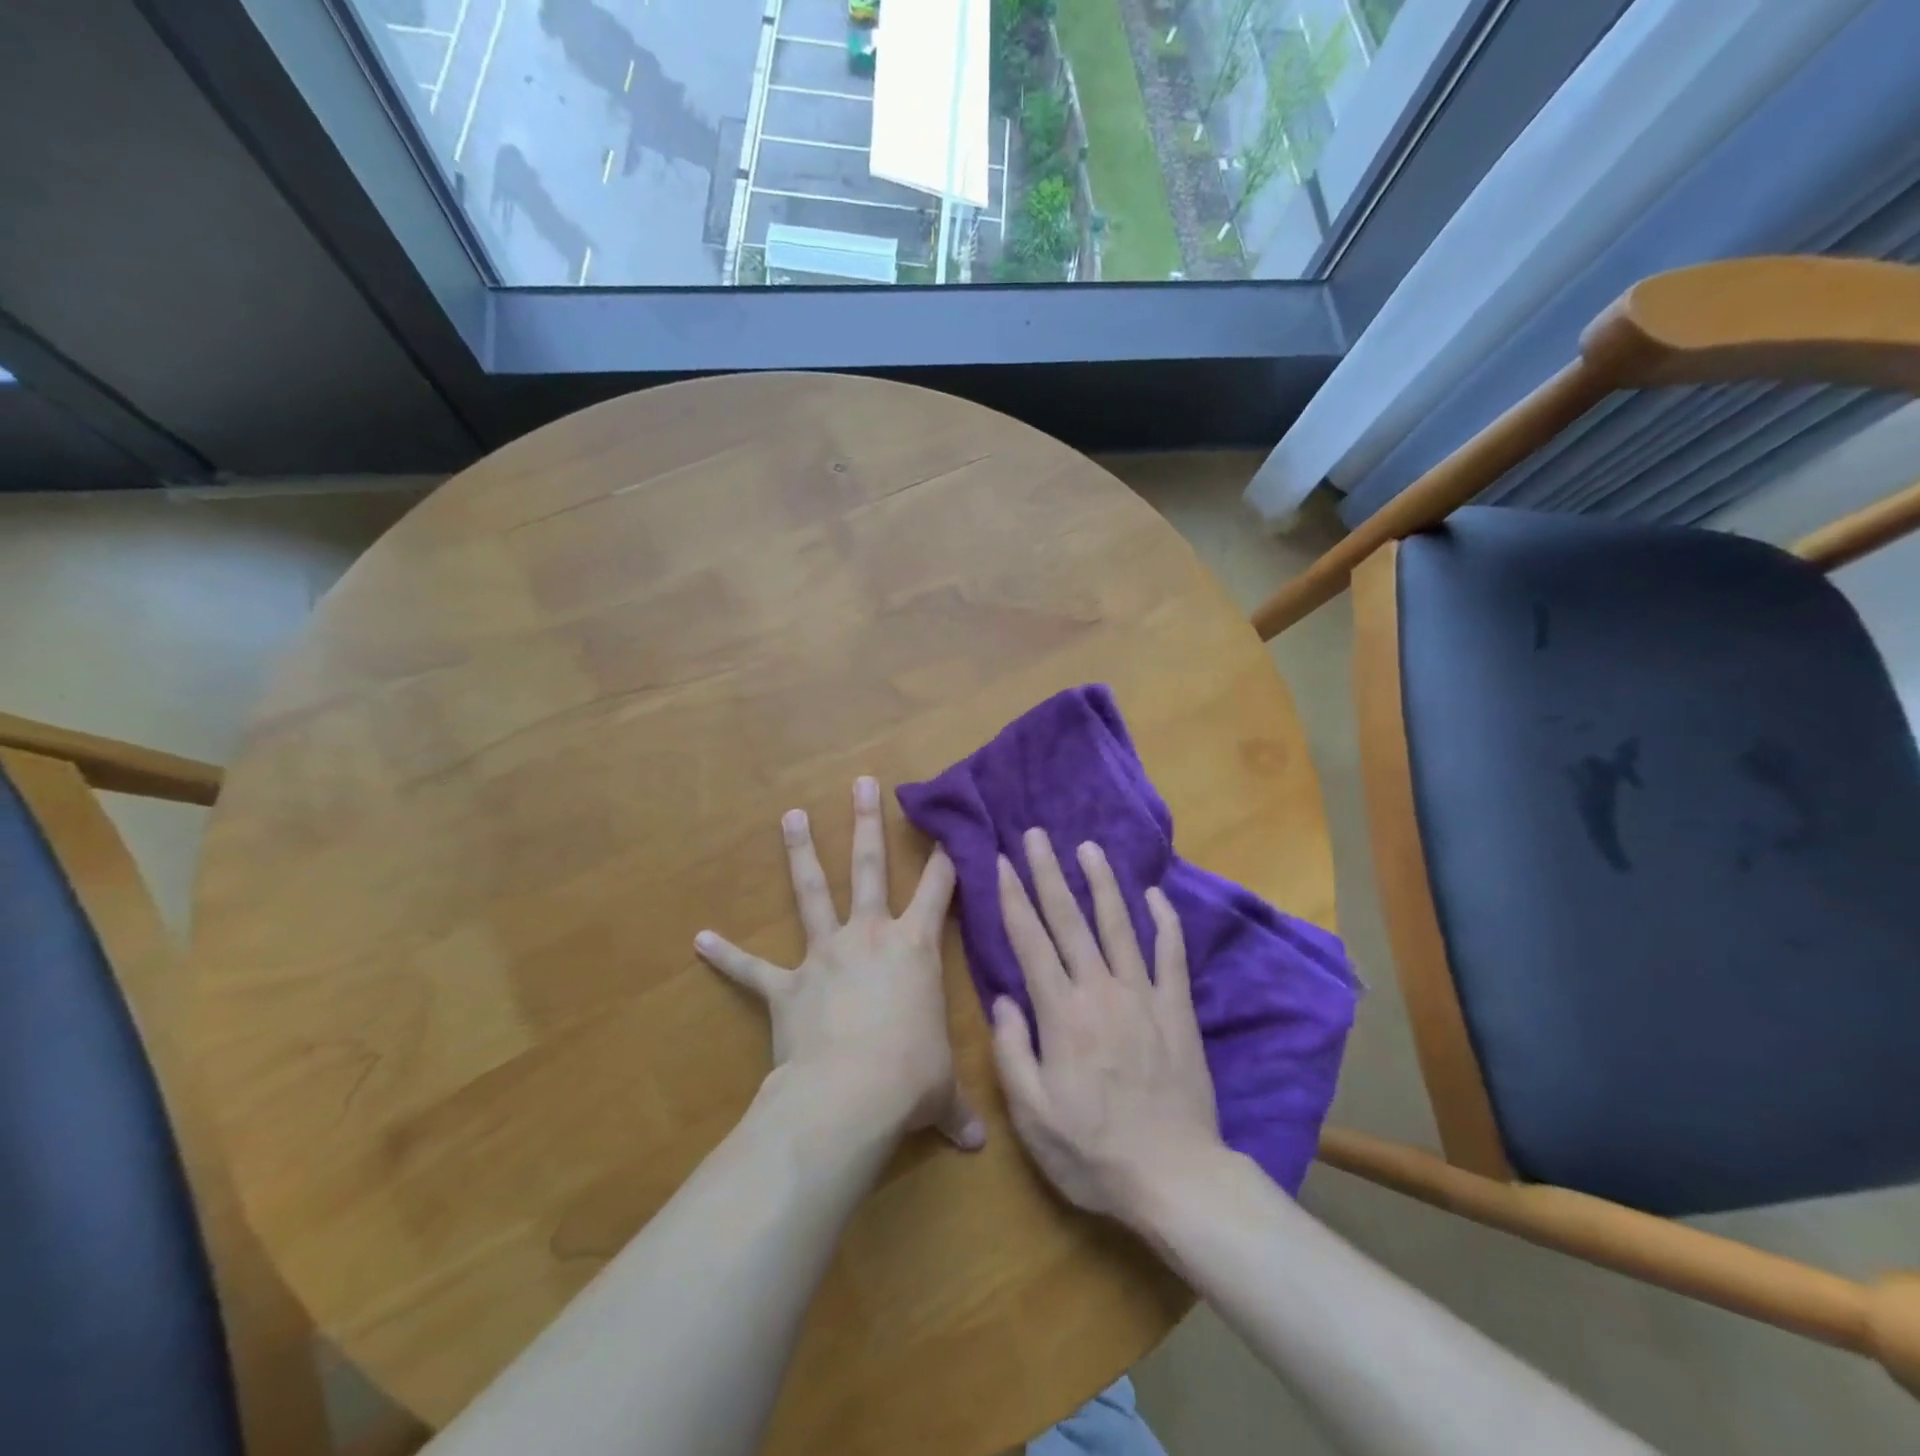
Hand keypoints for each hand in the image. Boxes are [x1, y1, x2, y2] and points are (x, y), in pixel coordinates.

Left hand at [695, 777, 984, 1150]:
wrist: (849, 1095)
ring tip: (789, 816)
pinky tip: (700, 939)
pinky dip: (727, 955)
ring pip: (812, 891)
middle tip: (862, 782)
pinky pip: (752, 969)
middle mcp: (869, 936)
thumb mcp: (940, 1090)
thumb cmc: (909, 1078)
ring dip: (801, 852)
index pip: (939, 889)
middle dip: (867, 822)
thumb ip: (955, 1110)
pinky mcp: (786, 985)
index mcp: (914, 947)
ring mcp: (824, 954)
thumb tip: (976, 1148)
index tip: (948, 823)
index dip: (946, 855)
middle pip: (868, 866)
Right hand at [990, 829, 1223, 1221]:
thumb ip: (1012, 1052)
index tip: (1002, 861)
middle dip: (1049, 873)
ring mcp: (1144, 996)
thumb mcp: (1033, 1115)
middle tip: (1036, 834)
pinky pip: (1171, 955)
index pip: (1031, 942)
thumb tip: (1004, 999)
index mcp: (1062, 1014)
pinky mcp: (1178, 1010)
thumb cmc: (1093, 1152)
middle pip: (1070, 920)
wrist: (1176, 1178)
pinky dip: (1165, 921)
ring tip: (1088, 847)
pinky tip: (1155, 894)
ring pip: (1119, 926)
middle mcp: (1101, 991)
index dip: (1014, 898)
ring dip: (1102, 883)